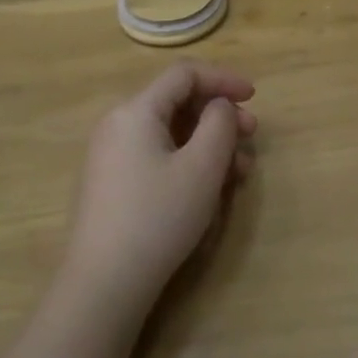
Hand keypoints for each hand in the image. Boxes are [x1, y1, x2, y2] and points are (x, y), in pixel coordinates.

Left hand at [64, 61, 256, 309]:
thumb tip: (219, 106)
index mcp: (136, 111)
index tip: (254, 97)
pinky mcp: (111, 183)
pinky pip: (156, 155)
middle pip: (176, 102)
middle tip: (251, 137)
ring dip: (208, 142)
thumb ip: (219, 124)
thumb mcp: (202, 167)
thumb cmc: (158, 217)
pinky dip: (187, 160)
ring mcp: (111, 155)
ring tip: (238, 172)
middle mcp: (118, 124)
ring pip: (169, 133)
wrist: (104, 282)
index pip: (184, 74)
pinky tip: (209, 187)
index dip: (223, 79)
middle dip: (219, 115)